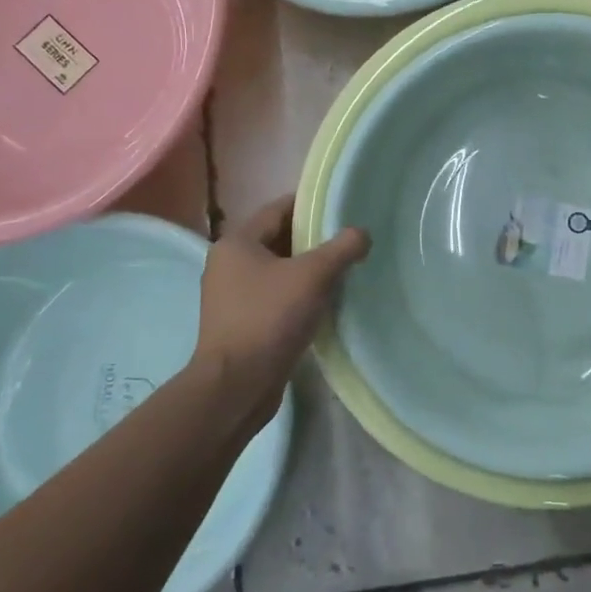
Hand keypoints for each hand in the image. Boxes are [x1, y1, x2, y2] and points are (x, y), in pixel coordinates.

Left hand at [196, 195, 369, 436]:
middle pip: (278, 240)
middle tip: (349, 240)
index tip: (342, 208)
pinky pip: (275, 297)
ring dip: (307, 270)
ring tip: (343, 270)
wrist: (236, 386)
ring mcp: (231, 297)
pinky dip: (298, 294)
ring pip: (278, 270)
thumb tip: (362, 233)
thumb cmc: (269, 318)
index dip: (310, 206)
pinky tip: (324, 302)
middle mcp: (228, 264)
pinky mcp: (241, 324)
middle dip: (313, 239)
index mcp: (237, 243)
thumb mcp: (313, 276)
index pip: (278, 209)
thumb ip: (341, 248)